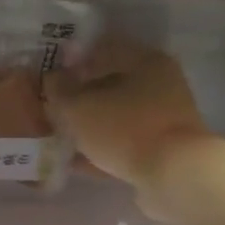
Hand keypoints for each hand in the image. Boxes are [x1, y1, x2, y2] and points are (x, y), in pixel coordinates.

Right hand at [44, 43, 213, 218]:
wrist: (174, 176)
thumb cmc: (125, 129)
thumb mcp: (79, 108)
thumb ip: (60, 91)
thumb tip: (52, 79)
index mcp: (146, 61)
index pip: (102, 49)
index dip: (72, 61)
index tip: (49, 78)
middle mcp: (161, 83)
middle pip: (111, 84)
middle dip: (81, 97)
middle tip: (53, 109)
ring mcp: (164, 118)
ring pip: (117, 115)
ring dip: (90, 125)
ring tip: (61, 137)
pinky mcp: (163, 148)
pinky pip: (125, 142)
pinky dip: (102, 148)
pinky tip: (76, 161)